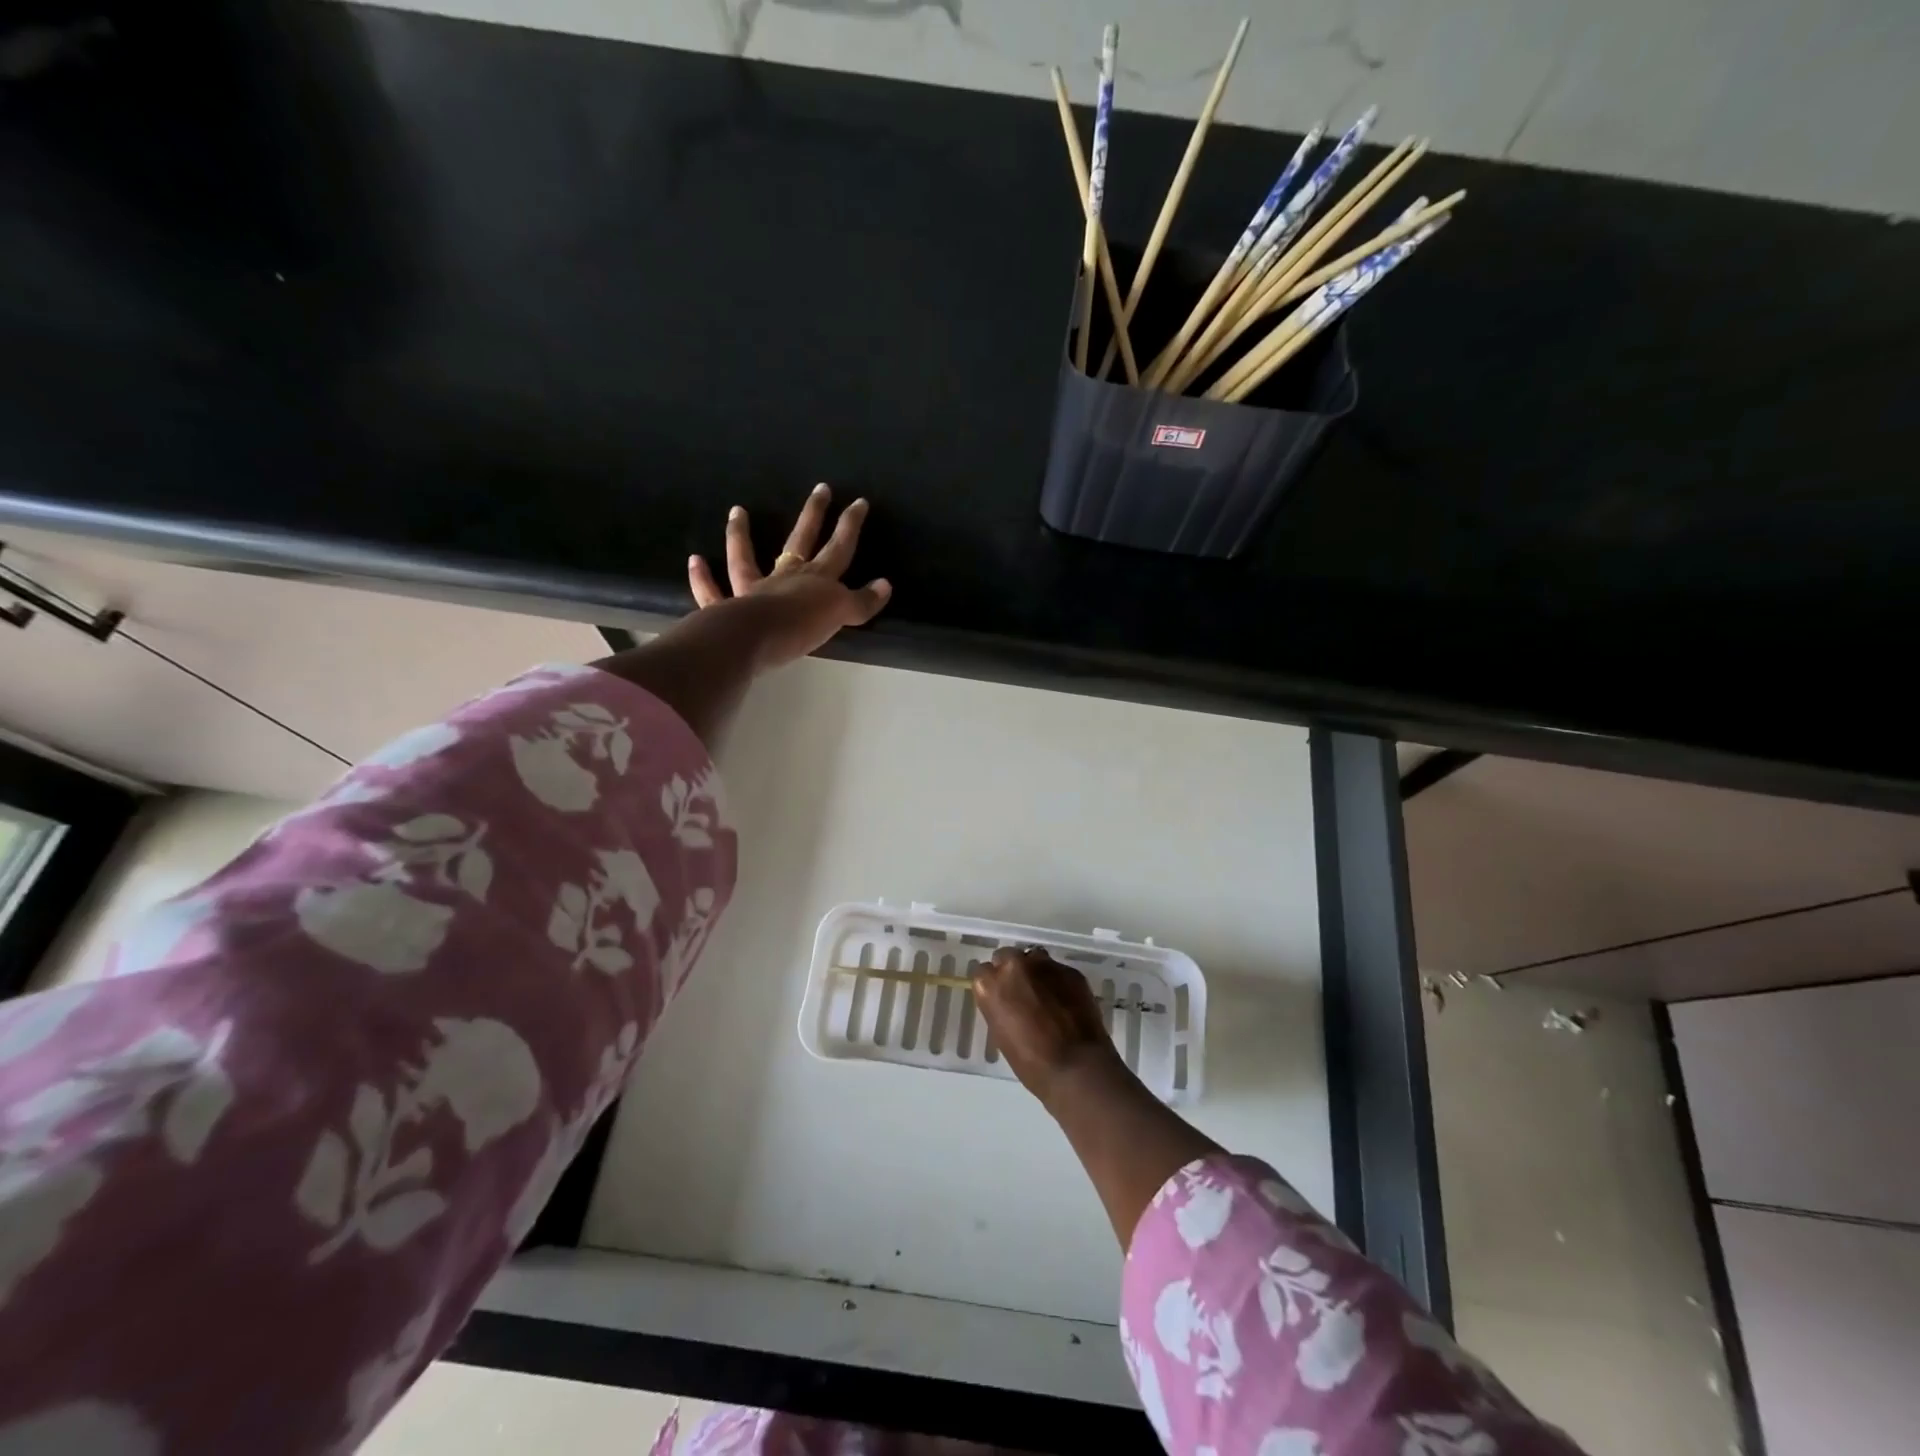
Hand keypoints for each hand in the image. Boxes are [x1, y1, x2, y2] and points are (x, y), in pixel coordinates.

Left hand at [688, 485, 890, 668]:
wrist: (756, 638)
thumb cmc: (801, 626)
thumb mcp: (840, 615)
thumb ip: (861, 602)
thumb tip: (885, 585)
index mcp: (815, 579)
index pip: (839, 547)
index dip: (850, 526)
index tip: (859, 502)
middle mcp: (784, 576)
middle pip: (801, 540)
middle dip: (814, 514)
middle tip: (820, 488)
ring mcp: (752, 589)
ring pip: (745, 557)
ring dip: (740, 534)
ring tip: (738, 510)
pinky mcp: (727, 608)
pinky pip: (712, 591)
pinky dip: (702, 578)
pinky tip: (695, 560)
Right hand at [973, 946, 1125, 1107]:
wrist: (1076, 1066)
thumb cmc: (1031, 1062)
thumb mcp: (1001, 1034)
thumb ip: (999, 1007)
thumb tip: (1008, 1001)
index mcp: (991, 985)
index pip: (983, 972)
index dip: (992, 984)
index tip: (1000, 996)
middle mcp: (1015, 966)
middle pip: (1007, 956)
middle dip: (1012, 971)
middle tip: (1022, 993)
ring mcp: (1045, 965)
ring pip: (1034, 958)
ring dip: (1035, 971)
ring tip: (1045, 994)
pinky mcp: (1070, 971)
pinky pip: (1058, 970)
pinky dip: (1058, 981)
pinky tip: (1065, 1001)